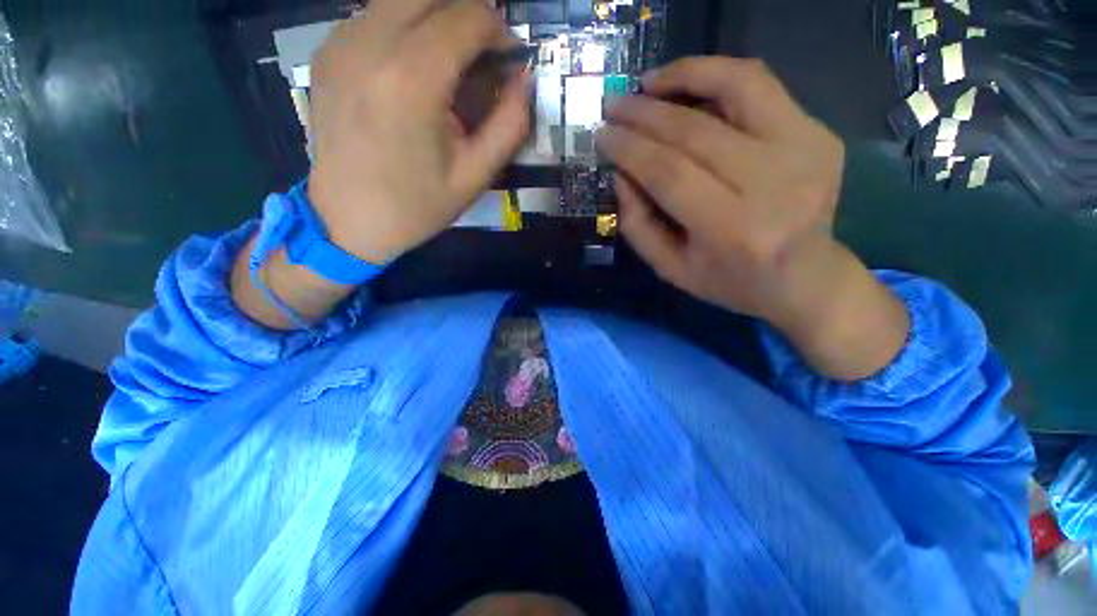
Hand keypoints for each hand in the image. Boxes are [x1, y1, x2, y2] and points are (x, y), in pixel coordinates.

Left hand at [307, 0, 531, 263]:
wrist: (348, 219)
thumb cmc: (417, 206)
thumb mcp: (475, 175)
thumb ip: (509, 125)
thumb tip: (526, 80)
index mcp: (412, 80)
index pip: (465, 17)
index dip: (497, 29)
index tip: (509, 57)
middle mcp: (370, 45)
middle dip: (467, 14)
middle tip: (482, 54)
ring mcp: (341, 43)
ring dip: (435, 19)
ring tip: (450, 65)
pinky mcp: (327, 52)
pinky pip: (374, 17)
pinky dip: (404, 29)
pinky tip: (412, 71)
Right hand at [597, 57, 907, 379]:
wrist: (806, 277)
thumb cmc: (730, 280)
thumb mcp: (671, 268)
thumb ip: (638, 225)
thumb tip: (620, 174)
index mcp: (731, 229)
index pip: (669, 173)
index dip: (630, 149)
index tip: (602, 134)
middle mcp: (772, 183)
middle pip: (695, 132)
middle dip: (644, 114)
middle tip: (613, 106)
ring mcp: (804, 151)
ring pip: (738, 87)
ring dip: (685, 75)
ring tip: (649, 83)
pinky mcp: (819, 134)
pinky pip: (763, 87)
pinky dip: (720, 76)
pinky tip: (690, 83)